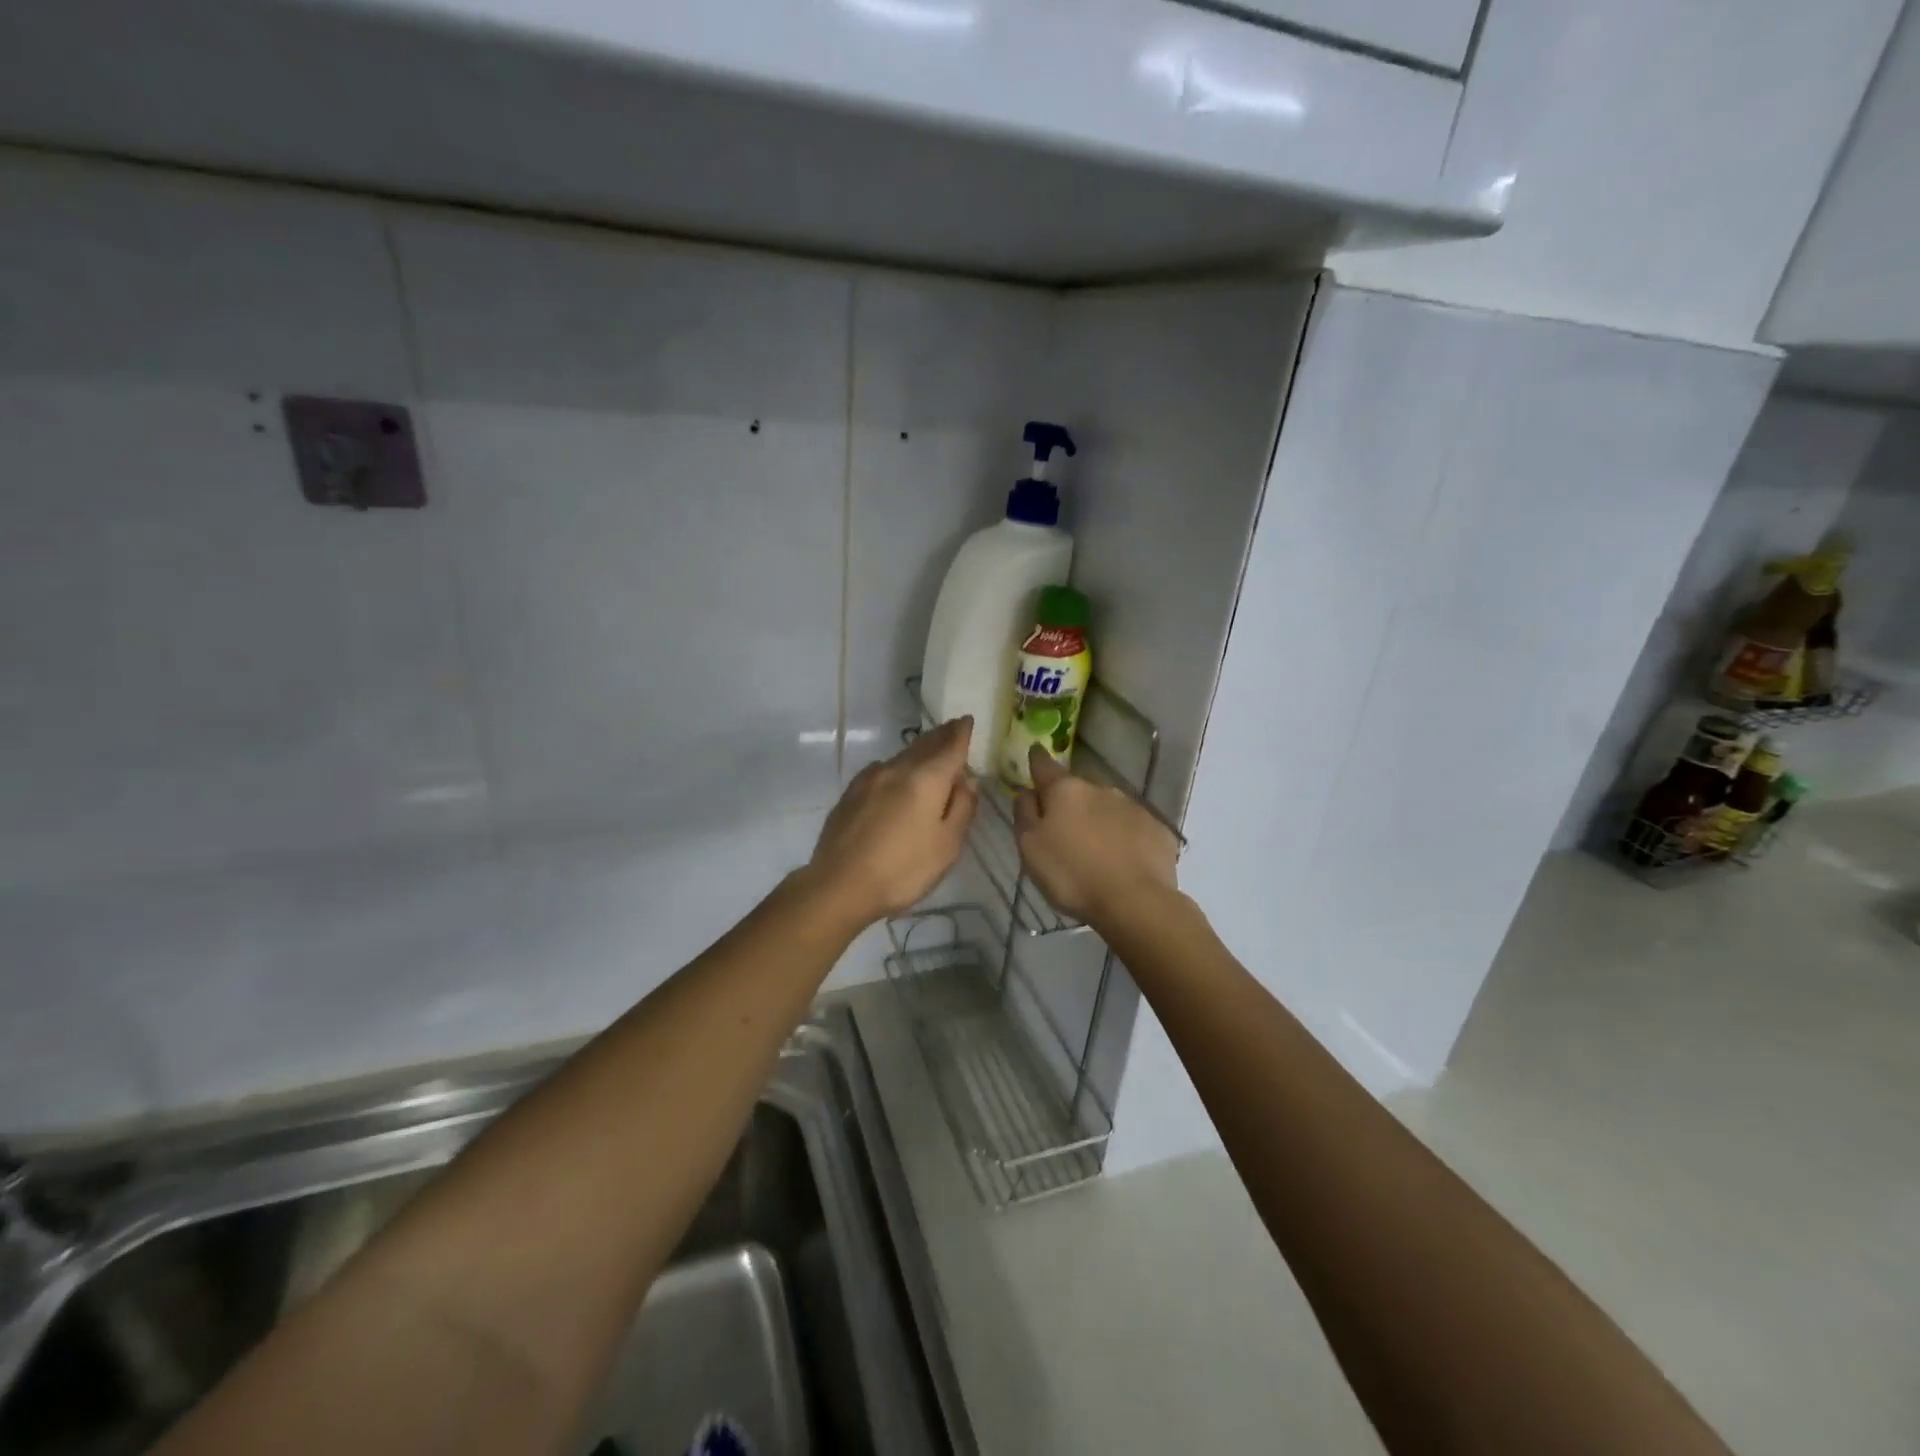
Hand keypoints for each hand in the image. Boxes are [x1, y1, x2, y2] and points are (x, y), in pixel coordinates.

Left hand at [808, 718, 978, 925]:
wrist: (839, 885)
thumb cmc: (903, 870)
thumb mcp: (947, 845)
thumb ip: (961, 808)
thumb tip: (967, 780)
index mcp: (926, 779)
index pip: (950, 746)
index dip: (962, 732)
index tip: (968, 720)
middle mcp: (897, 769)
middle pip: (924, 745)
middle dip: (941, 736)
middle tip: (952, 728)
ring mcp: (869, 779)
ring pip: (901, 757)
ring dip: (918, 751)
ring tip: (929, 754)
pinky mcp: (850, 793)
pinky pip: (881, 771)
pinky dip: (897, 767)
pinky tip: (896, 778)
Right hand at [1014, 746, 1178, 922]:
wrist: (1135, 902)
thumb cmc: (1072, 875)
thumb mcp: (1030, 848)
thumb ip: (1024, 814)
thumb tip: (1026, 791)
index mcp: (1066, 790)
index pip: (1045, 765)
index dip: (1036, 760)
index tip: (1034, 754)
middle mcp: (1101, 789)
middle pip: (1078, 789)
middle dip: (1070, 803)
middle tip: (1063, 830)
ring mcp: (1133, 807)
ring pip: (1107, 807)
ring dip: (1098, 820)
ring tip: (1094, 850)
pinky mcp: (1157, 829)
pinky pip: (1132, 828)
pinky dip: (1124, 837)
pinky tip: (1122, 861)